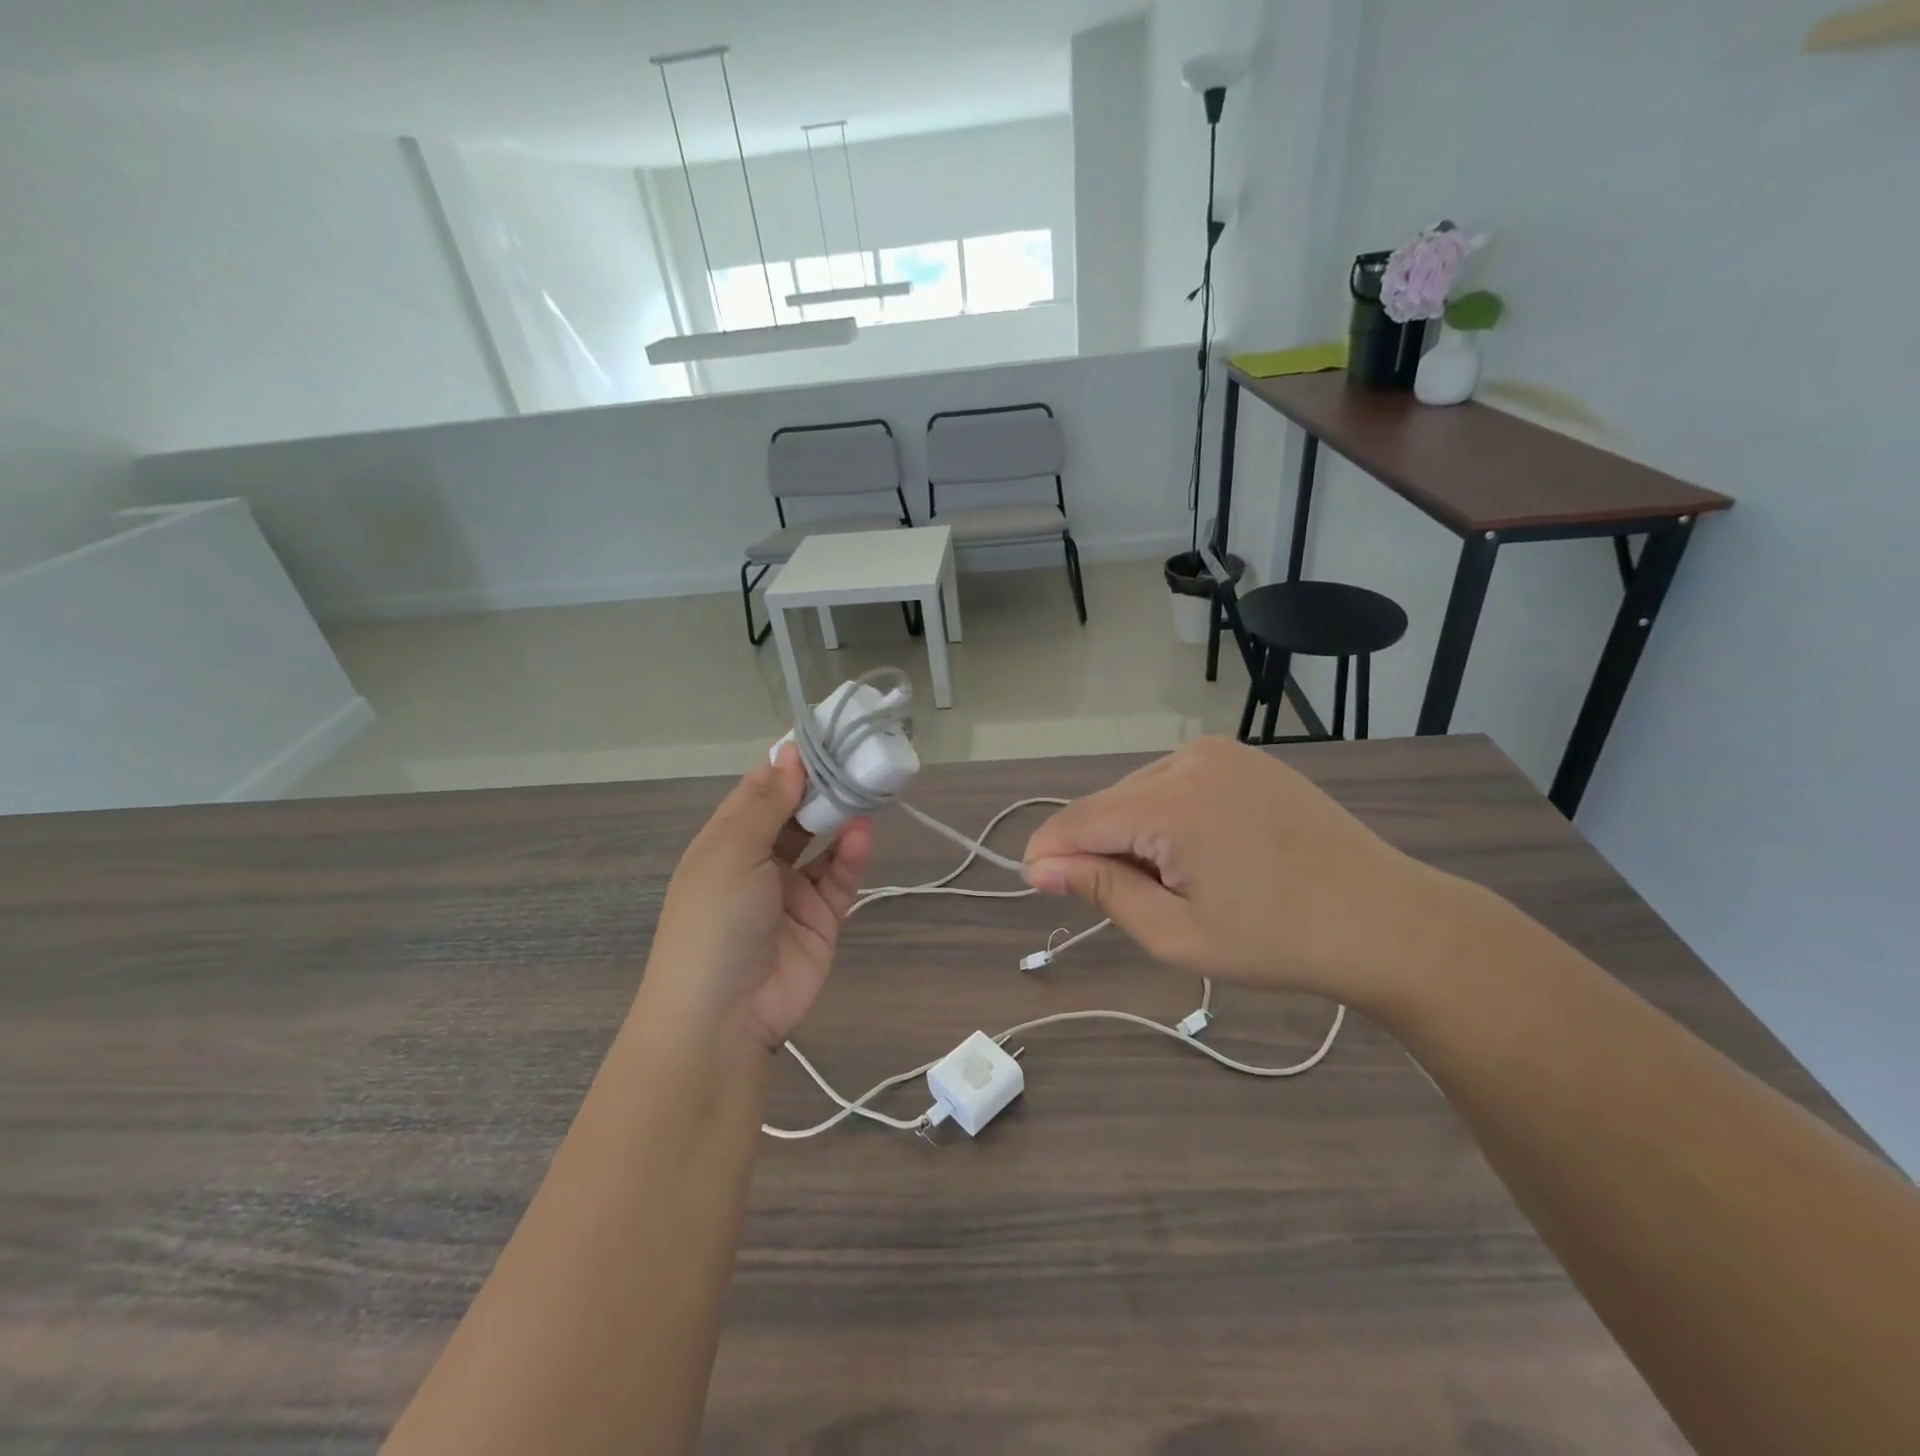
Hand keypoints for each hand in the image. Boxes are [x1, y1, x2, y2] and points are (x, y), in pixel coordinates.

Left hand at [641, 745, 871, 1052]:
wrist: (723, 1017)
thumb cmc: (714, 920)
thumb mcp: (733, 852)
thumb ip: (768, 803)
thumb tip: (788, 752)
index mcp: (725, 840)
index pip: (761, 788)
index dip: (790, 761)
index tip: (824, 732)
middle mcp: (758, 860)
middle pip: (796, 811)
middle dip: (823, 785)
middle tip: (859, 754)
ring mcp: (790, 890)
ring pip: (822, 842)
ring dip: (840, 816)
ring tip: (868, 788)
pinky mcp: (820, 919)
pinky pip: (839, 878)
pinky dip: (850, 855)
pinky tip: (862, 833)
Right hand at [1021, 737, 1469, 1009]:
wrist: (1387, 920)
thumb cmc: (1278, 940)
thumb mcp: (1176, 932)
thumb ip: (1101, 890)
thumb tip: (1038, 867)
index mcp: (1173, 802)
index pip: (1079, 819)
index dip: (1049, 852)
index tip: (1037, 885)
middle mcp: (1190, 759)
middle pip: (1108, 804)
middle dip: (1101, 849)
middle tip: (1140, 905)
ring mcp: (1221, 753)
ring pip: (1140, 792)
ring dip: (1135, 834)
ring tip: (1179, 883)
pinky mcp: (1243, 758)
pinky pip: (1176, 783)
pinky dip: (1167, 817)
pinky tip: (1202, 854)